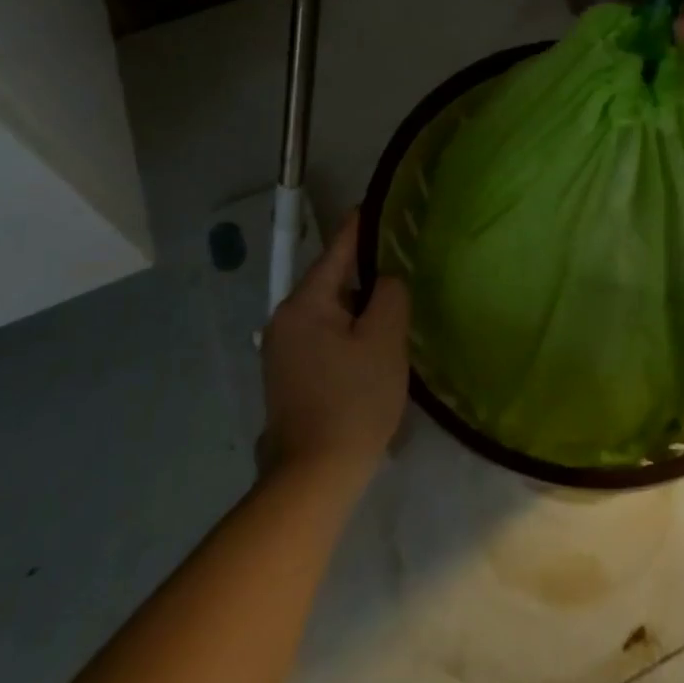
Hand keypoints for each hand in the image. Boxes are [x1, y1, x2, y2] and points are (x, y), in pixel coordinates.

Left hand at [260, 214, 409, 494]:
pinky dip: (347, 332)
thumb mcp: (383, 341)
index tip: (377, 204)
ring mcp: (281, 350)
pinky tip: (370, 349)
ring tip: (392, 311)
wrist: (312, 478)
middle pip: (332, 281)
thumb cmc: (352, 401)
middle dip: (365, 275)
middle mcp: (284, 319)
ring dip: (358, 308)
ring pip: (329, 311)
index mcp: (304, 303)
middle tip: (402, 270)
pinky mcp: (287, 376)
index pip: (337, 250)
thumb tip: (386, 278)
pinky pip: (323, 336)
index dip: (360, 226)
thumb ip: (389, 295)